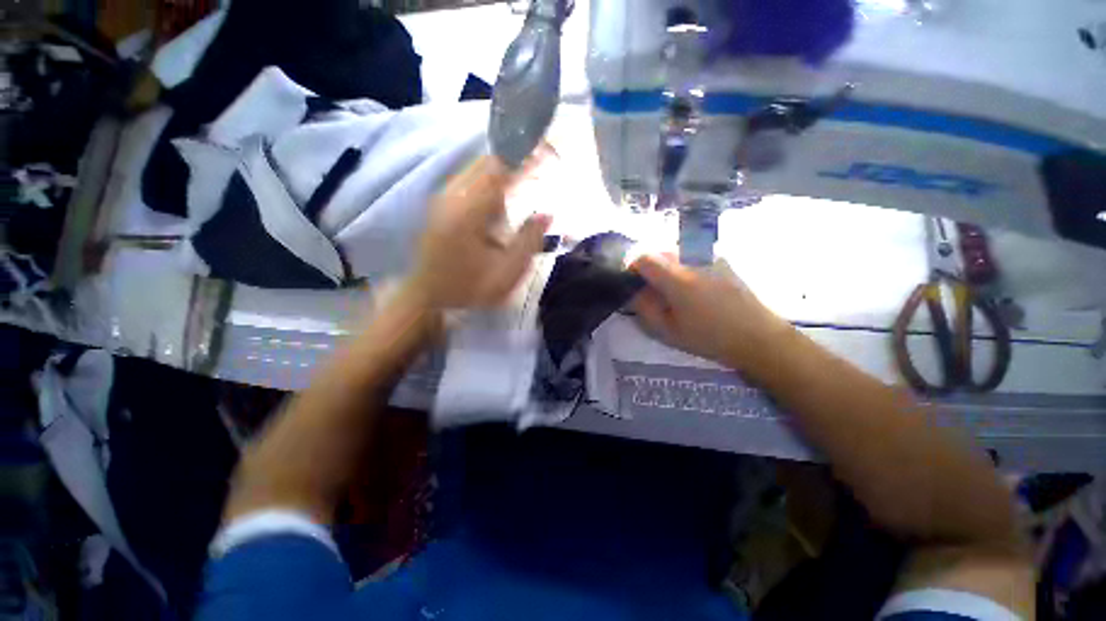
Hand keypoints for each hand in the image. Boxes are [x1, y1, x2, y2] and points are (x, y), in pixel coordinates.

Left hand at [407, 156, 550, 308]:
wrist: (427, 296)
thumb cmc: (468, 288)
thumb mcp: (505, 273)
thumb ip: (528, 242)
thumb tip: (547, 214)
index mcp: (468, 212)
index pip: (500, 172)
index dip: (526, 161)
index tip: (548, 157)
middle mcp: (452, 196)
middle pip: (487, 163)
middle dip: (516, 161)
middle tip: (540, 170)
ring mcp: (444, 198)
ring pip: (478, 170)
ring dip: (504, 173)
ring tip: (526, 185)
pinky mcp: (442, 204)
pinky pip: (470, 181)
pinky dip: (491, 182)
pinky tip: (502, 200)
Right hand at [630, 254, 791, 369]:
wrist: (757, 336)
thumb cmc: (709, 337)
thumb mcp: (668, 331)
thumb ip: (644, 308)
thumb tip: (634, 291)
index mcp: (677, 278)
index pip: (644, 258)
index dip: (632, 267)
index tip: (632, 282)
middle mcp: (692, 260)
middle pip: (659, 251)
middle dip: (648, 267)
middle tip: (650, 289)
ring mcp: (710, 256)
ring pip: (675, 252)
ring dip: (665, 265)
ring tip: (671, 288)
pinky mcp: (722, 259)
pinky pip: (692, 254)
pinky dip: (682, 265)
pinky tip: (692, 286)